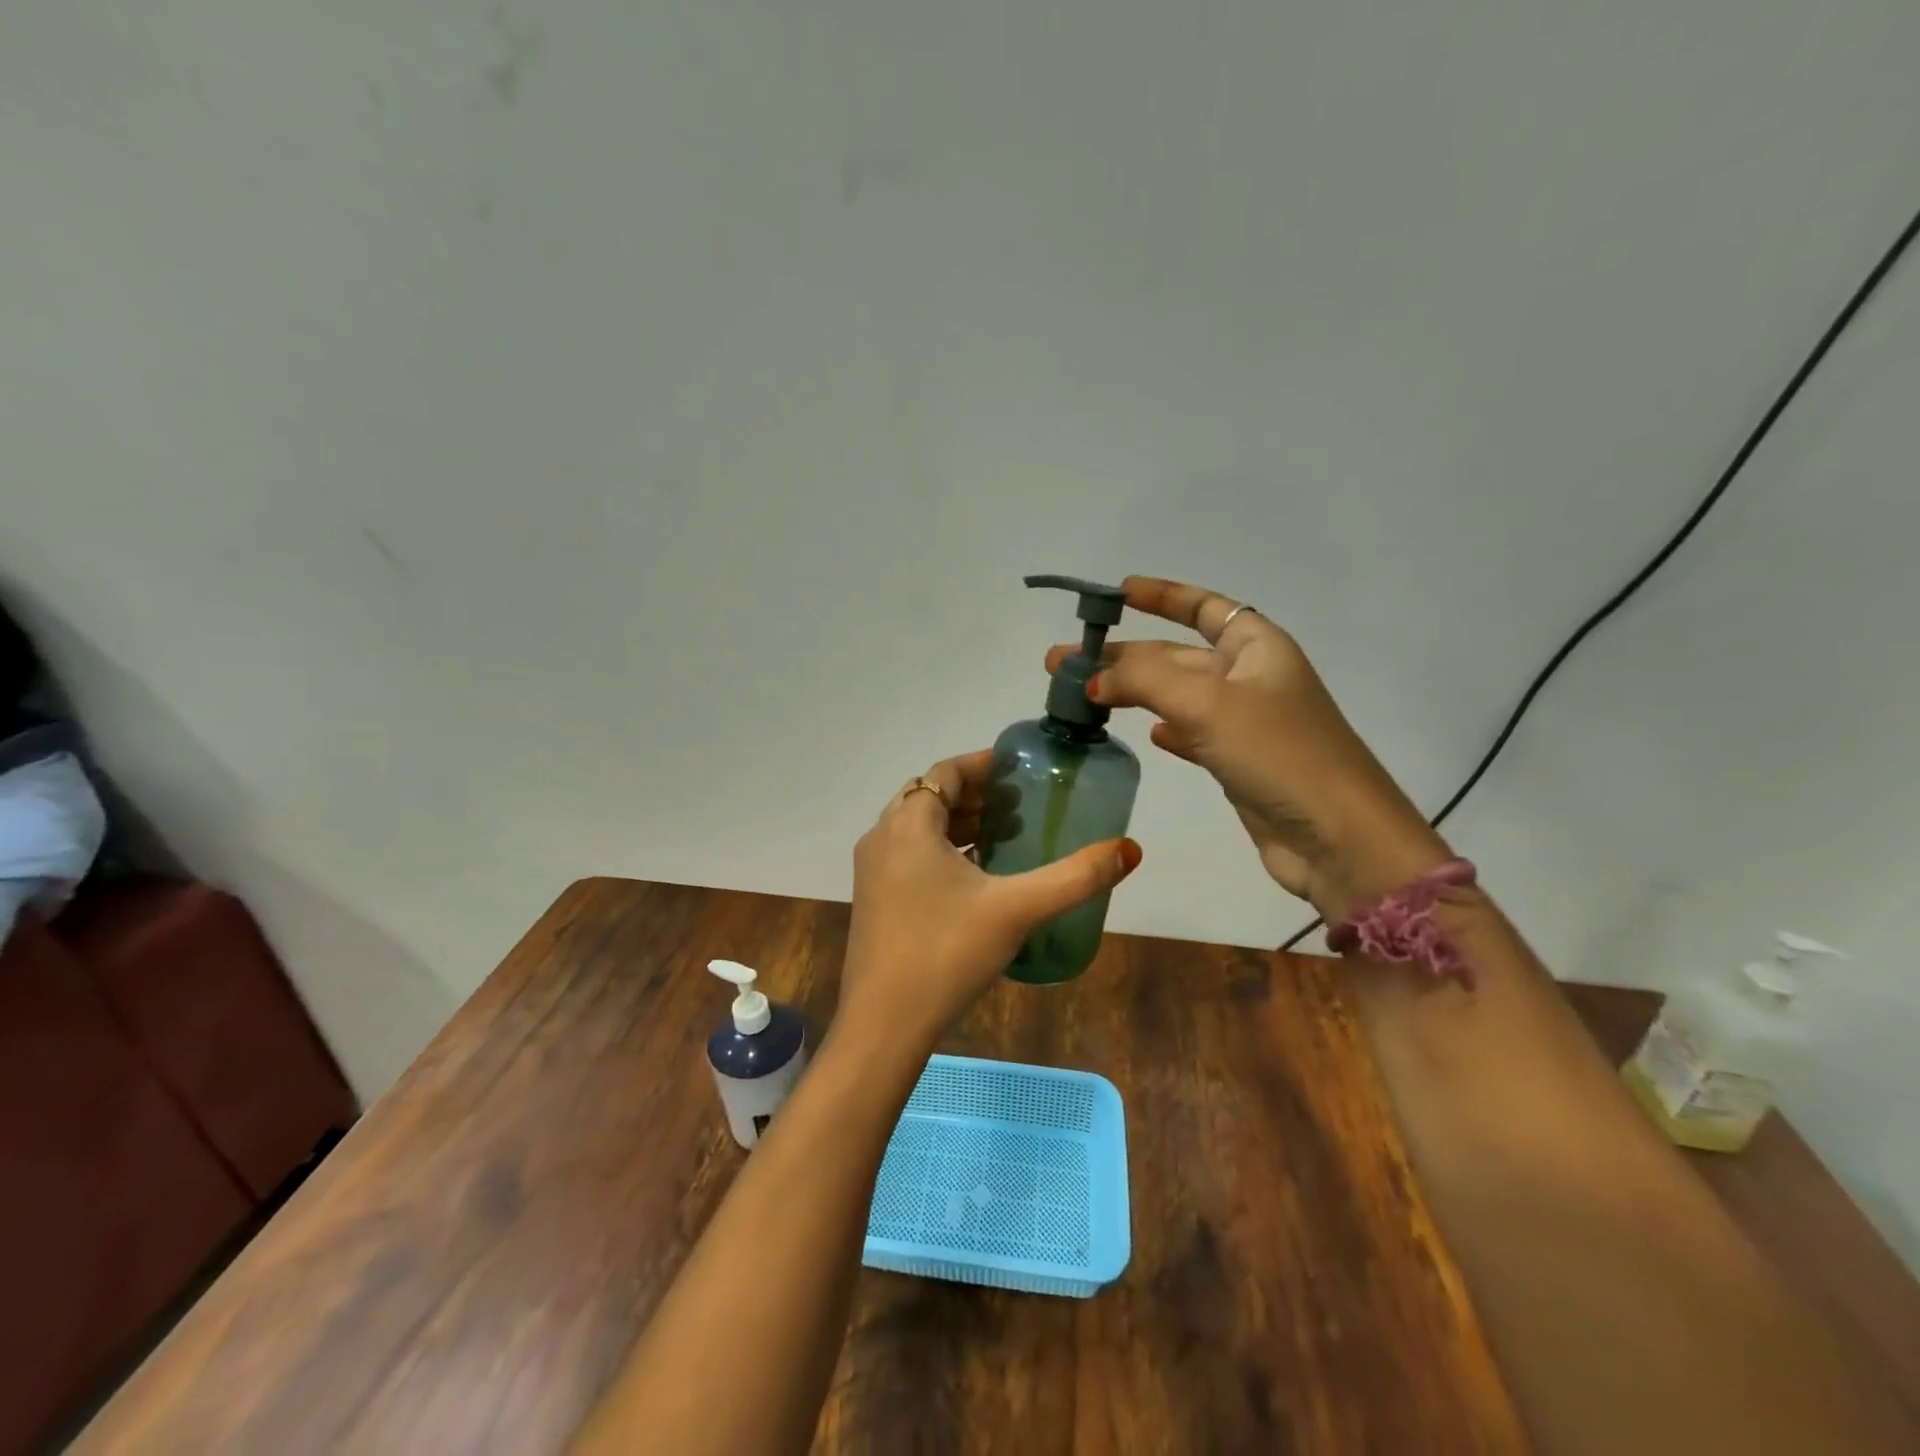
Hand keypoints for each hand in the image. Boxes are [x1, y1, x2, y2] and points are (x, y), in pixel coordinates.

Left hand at [841, 750, 1141, 1051]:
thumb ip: (1075, 878)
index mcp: (909, 825)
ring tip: (1004, 835)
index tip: (1018, 769)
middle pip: (930, 797)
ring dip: (957, 824)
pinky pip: (909, 855)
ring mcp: (872, 870)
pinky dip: (940, 851)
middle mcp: (883, 837)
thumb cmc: (947, 952)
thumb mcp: (1017, 909)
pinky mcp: (872, 899)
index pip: (946, 772)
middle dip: (974, 795)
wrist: (884, 1022)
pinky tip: (975, 877)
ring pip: (918, 828)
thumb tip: (1129, 850)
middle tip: (1019, 803)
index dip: (983, 765)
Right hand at [1047, 576, 1446, 921]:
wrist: (1336, 838)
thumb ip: (1143, 680)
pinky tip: (1142, 734)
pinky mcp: (1238, 763)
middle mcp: (1250, 678)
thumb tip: (1091, 678)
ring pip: (1176, 696)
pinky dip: (1165, 730)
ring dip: (1132, 693)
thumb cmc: (1278, 753)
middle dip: (1122, 656)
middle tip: (1061, 664)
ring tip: (1082, 698)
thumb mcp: (1207, 703)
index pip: (1204, 607)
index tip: (1118, 593)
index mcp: (1257, 646)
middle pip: (1176, 656)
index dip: (1162, 596)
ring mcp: (1244, 723)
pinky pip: (1190, 734)